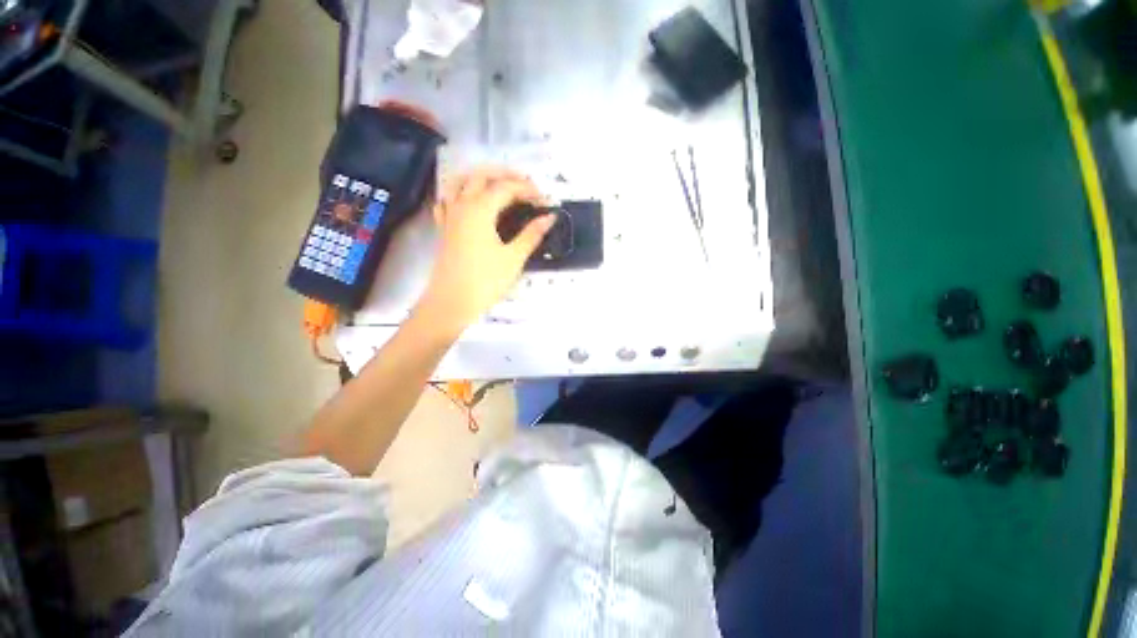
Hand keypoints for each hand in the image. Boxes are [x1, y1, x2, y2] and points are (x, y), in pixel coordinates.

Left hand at [415, 168, 553, 335]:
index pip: (507, 188)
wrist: (452, 302)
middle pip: (481, 175)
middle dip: (505, 174)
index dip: (528, 190)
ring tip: (497, 183)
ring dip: (479, 176)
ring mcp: (450, 216)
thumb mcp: (513, 258)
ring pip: (460, 182)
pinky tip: (468, 199)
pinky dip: (459, 192)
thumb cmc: (485, 281)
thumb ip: (532, 234)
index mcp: (480, 209)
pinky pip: (447, 200)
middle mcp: (462, 205)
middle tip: (526, 183)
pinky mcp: (444, 228)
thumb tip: (550, 217)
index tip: (545, 200)